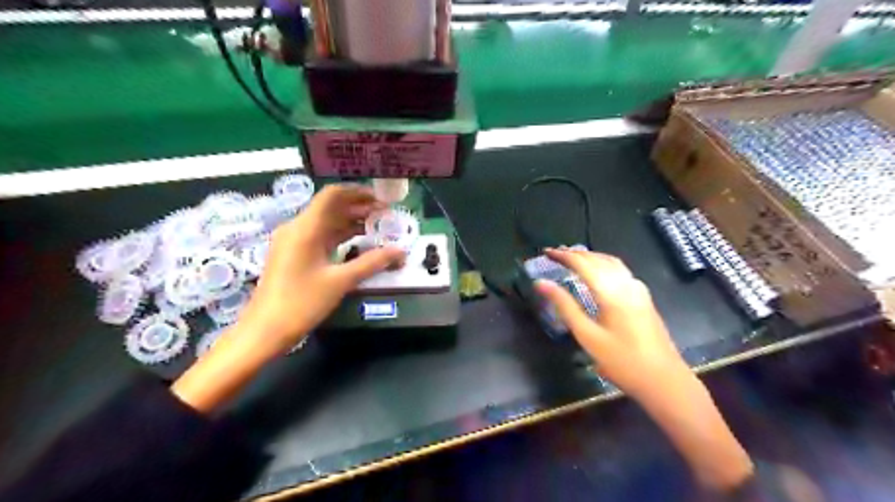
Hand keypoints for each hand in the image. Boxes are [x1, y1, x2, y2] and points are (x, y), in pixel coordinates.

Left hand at [237, 181, 404, 354]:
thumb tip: (400, 251)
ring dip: (351, 222)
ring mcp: (293, 241)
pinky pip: (320, 236)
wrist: (265, 330)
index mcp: (305, 228)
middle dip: (359, 208)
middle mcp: (297, 228)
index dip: (358, 192)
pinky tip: (358, 242)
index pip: (333, 195)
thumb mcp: (340, 281)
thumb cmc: (301, 303)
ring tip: (377, 227)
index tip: (381, 199)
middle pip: (331, 207)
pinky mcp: (294, 254)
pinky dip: (340, 235)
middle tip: (386, 215)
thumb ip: (372, 262)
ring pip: (326, 222)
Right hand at [537, 248, 753, 490]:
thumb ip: (564, 306)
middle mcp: (626, 283)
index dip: (563, 256)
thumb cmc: (622, 361)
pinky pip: (619, 269)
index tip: (546, 253)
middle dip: (575, 254)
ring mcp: (638, 289)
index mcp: (611, 292)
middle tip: (554, 254)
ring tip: (571, 258)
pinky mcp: (643, 296)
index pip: (583, 263)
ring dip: (590, 256)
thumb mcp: (587, 336)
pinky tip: (597, 272)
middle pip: (598, 259)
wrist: (665, 380)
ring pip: (611, 262)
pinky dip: (602, 263)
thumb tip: (540, 284)